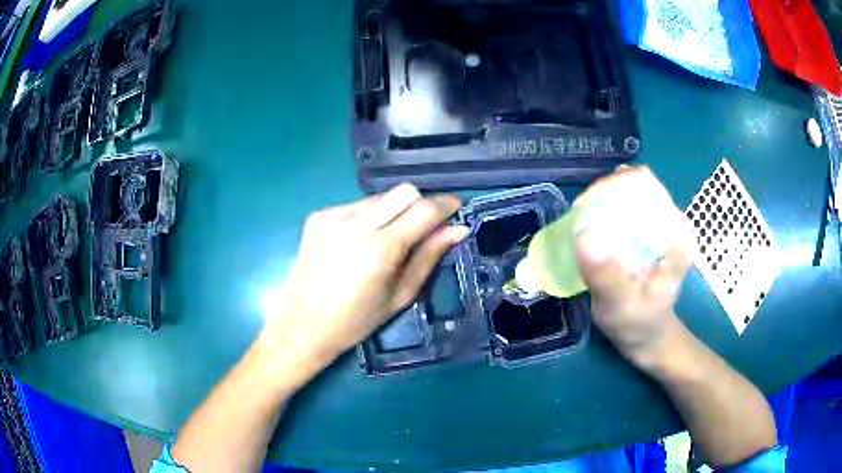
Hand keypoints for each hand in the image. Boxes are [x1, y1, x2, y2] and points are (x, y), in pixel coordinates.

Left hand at [261, 183, 467, 379]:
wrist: (302, 326)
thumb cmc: (356, 321)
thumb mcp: (400, 295)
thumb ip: (429, 257)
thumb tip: (458, 229)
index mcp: (382, 248)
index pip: (425, 209)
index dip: (446, 205)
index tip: (456, 208)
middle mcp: (357, 224)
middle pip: (403, 191)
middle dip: (420, 204)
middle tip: (422, 228)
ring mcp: (333, 216)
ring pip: (379, 197)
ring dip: (393, 211)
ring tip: (385, 240)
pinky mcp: (318, 216)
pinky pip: (355, 205)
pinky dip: (366, 217)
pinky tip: (357, 242)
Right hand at [575, 167, 692, 367]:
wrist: (650, 338)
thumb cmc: (640, 324)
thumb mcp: (622, 307)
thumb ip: (606, 277)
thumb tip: (583, 237)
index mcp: (676, 233)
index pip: (645, 185)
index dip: (613, 186)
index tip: (586, 208)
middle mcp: (670, 221)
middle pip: (634, 184)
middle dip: (602, 194)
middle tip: (577, 216)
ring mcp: (660, 226)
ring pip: (627, 195)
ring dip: (601, 203)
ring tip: (580, 222)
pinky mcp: (649, 234)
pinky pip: (624, 210)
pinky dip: (604, 213)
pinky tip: (590, 229)